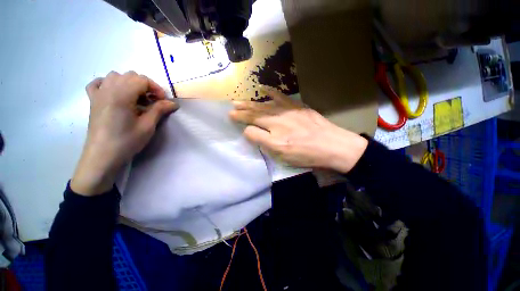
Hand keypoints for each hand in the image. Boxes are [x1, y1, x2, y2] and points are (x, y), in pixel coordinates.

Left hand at [71, 71, 177, 195]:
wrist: (103, 156)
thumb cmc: (127, 141)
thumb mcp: (147, 126)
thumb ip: (159, 110)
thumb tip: (173, 103)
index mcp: (121, 95)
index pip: (142, 80)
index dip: (156, 89)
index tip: (163, 102)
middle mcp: (108, 90)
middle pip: (130, 76)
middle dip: (146, 86)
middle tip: (153, 101)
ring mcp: (98, 94)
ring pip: (115, 76)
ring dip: (130, 84)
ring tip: (137, 98)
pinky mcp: (93, 100)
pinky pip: (99, 83)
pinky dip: (109, 83)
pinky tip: (116, 93)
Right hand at [229, 86, 367, 172]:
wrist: (332, 145)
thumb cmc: (304, 153)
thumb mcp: (280, 153)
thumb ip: (261, 140)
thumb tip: (248, 130)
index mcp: (272, 129)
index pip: (251, 122)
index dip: (240, 119)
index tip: (230, 116)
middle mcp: (278, 116)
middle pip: (257, 111)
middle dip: (243, 109)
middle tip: (232, 105)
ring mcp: (288, 110)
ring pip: (265, 104)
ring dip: (252, 102)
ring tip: (241, 100)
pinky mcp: (297, 107)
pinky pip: (281, 97)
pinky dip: (271, 92)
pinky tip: (264, 88)